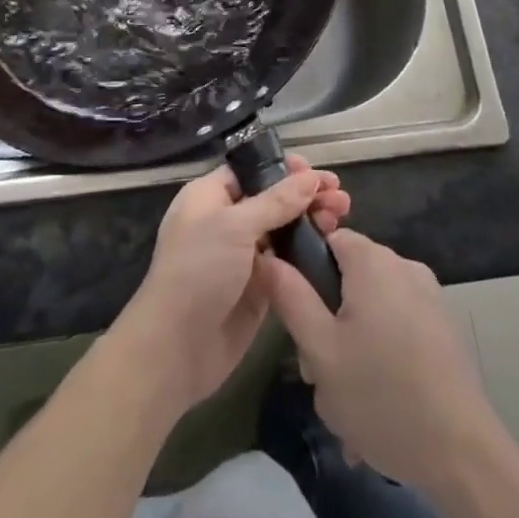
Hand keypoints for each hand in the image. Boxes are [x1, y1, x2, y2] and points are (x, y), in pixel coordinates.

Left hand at [111, 157, 349, 416]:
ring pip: (283, 230)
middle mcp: (226, 222)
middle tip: (340, 197)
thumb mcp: (235, 226)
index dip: (284, 170)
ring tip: (342, 216)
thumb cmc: (198, 271)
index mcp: (210, 197)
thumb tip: (310, 177)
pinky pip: (287, 263)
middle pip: (272, 199)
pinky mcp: (258, 289)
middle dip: (306, 195)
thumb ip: (276, 202)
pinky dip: (308, 253)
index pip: (252, 171)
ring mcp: (242, 257)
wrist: (176, 348)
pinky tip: (332, 247)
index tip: (316, 173)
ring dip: (311, 222)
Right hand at [260, 228, 498, 492]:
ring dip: (353, 345)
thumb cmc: (381, 395)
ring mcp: (429, 297)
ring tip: (346, 402)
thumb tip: (268, 257)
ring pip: (372, 308)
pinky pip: (398, 328)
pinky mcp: (444, 329)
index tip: (299, 317)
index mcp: (373, 261)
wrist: (462, 453)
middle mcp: (404, 266)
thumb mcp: (320, 350)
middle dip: (328, 320)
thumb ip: (291, 297)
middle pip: (349, 278)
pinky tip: (377, 406)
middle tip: (319, 371)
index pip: (327, 239)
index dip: (305, 271)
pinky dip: (382, 356)